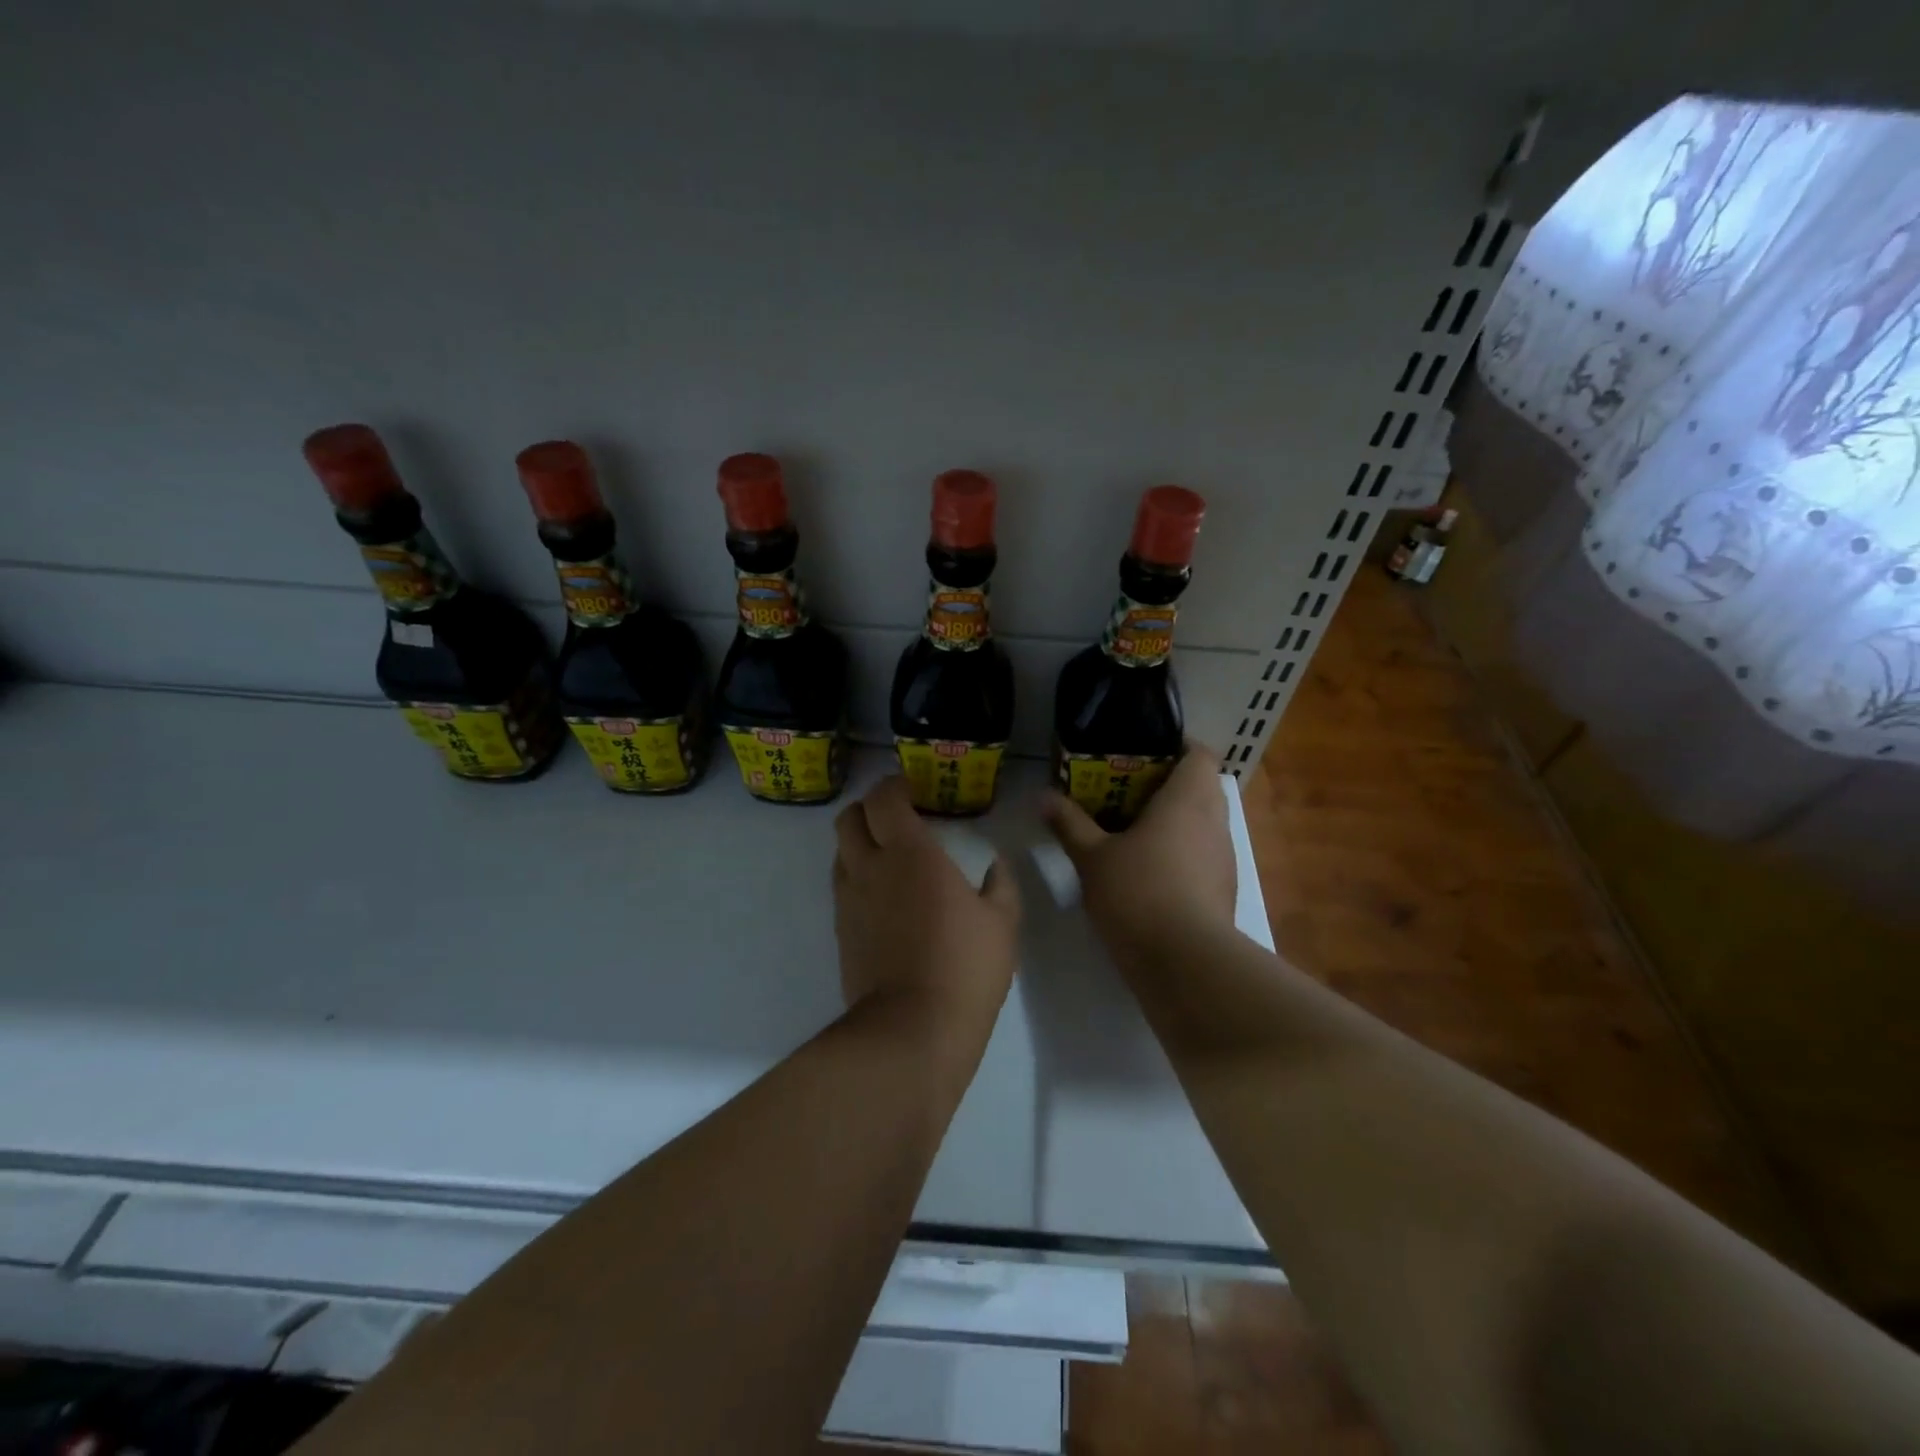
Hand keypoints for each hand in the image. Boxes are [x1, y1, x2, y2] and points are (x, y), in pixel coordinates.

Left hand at [833, 777, 1020, 1048]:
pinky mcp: (841, 931)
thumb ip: (1000, 884)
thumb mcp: (1002, 923)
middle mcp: (870, 867)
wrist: (912, 1030)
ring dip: (859, 842)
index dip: (894, 786)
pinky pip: (843, 886)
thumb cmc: (965, 967)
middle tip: (898, 816)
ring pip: (840, 852)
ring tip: (889, 855)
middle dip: (870, 808)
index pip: (883, 799)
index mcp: (910, 853)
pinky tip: (884, 895)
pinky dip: (857, 876)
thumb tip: (996, 864)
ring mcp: (850, 900)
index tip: (914, 789)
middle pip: (849, 818)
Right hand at [1041, 745, 1236, 962]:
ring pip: (1202, 824)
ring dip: (1174, 822)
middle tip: (1125, 792)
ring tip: (1131, 831)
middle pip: (1200, 787)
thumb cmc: (1138, 893)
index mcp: (1188, 799)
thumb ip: (1069, 823)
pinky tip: (1147, 871)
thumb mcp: (1092, 857)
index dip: (1175, 748)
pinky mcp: (1223, 891)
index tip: (1141, 756)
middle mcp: (1214, 821)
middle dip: (1167, 786)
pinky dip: (1180, 854)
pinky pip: (1203, 856)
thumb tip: (1042, 796)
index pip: (1199, 754)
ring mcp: (1224, 858)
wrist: (1185, 963)